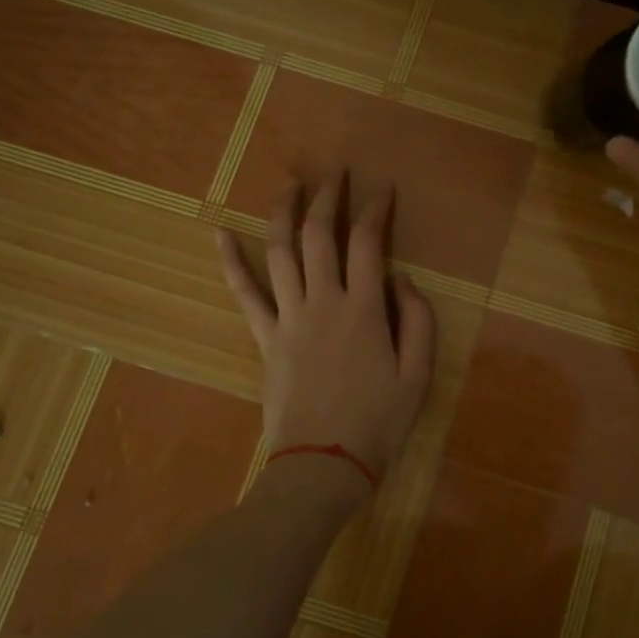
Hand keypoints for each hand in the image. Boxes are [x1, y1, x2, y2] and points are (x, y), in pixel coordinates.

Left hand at [217, 173, 435, 488]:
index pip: (368, 243)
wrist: (322, 464)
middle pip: (319, 235)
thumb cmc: (377, 422)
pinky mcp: (265, 338)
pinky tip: (220, 233)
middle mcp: (323, 302)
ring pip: (280, 252)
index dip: (376, 210)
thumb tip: (402, 280)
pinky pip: (244, 293)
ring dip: (284, 212)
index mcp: (363, 310)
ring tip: (290, 183)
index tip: (383, 189)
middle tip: (335, 173)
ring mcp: (288, 318)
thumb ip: (417, 321)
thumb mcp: (418, 375)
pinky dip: (231, 261)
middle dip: (328, 197)